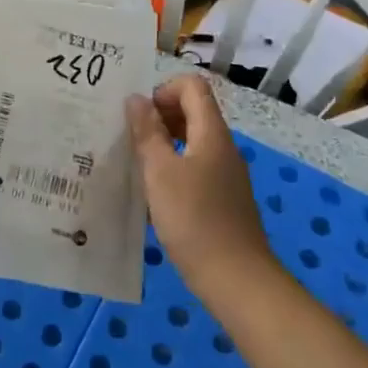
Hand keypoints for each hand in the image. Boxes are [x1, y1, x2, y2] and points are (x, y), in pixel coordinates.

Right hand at [128, 75, 271, 296]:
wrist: (237, 280)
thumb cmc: (194, 219)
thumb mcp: (160, 172)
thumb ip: (147, 132)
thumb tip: (136, 99)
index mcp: (212, 133)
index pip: (192, 87)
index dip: (163, 90)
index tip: (139, 115)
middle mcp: (223, 147)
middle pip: (193, 111)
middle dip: (160, 115)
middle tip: (130, 136)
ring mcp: (226, 174)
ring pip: (193, 140)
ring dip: (164, 141)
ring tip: (136, 161)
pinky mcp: (224, 198)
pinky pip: (197, 165)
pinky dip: (174, 166)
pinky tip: (155, 191)